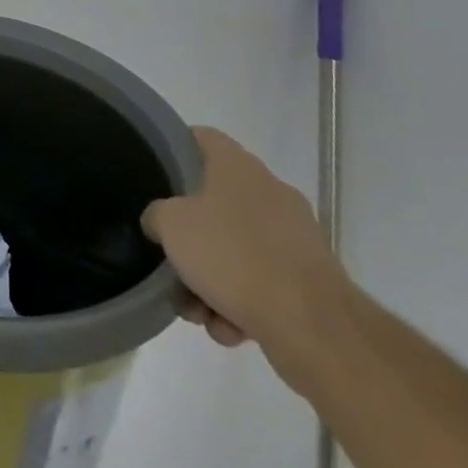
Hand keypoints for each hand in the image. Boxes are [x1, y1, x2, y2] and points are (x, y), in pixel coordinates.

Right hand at [142, 127, 350, 376]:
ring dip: (212, 280)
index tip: (155, 173)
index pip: (201, 137)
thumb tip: (161, 221)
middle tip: (170, 261)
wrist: (313, 326)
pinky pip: (262, 283)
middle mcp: (269, 191)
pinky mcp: (310, 279)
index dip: (175, 149)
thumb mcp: (171, 225)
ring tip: (199, 312)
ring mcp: (294, 236)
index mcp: (237, 166)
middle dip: (190, 239)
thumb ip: (157, 214)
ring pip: (236, 249)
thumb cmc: (233, 256)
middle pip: (214, 203)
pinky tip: (229, 329)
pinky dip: (242, 305)